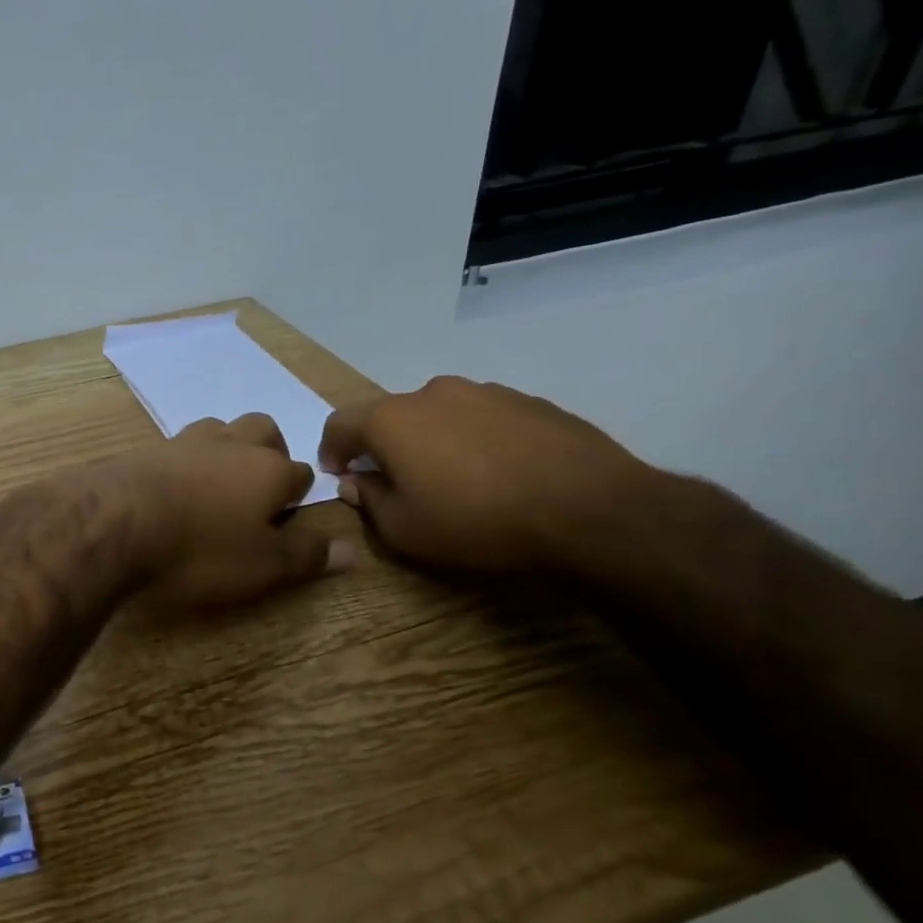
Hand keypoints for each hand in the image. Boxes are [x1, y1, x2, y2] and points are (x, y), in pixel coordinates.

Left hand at [93, 414, 355, 608]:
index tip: (288, 519)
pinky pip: (177, 447)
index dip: (298, 497)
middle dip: (270, 453)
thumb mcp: (261, 566)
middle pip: (263, 431)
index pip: (302, 475)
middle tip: (258, 489)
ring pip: (220, 430)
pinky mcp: (146, 449)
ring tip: (216, 484)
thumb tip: (351, 552)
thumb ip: (306, 556)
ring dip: (226, 450)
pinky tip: (171, 487)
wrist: (114, 522)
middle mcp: (232, 444)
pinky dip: (184, 462)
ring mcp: (185, 442)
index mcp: (269, 469)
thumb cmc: (199, 549)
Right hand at [317, 377, 655, 576]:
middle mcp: (434, 393)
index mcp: (393, 419)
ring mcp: (487, 392)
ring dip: (431, 441)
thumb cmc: (477, 523)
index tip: (340, 476)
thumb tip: (356, 481)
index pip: (341, 423)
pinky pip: (482, 419)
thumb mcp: (404, 530)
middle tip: (395, 482)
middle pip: (391, 415)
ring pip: (439, 414)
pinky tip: (496, 474)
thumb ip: (369, 500)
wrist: (590, 512)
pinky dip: (474, 440)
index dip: (332, 450)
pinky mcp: (531, 402)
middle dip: (383, 446)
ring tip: (452, 480)